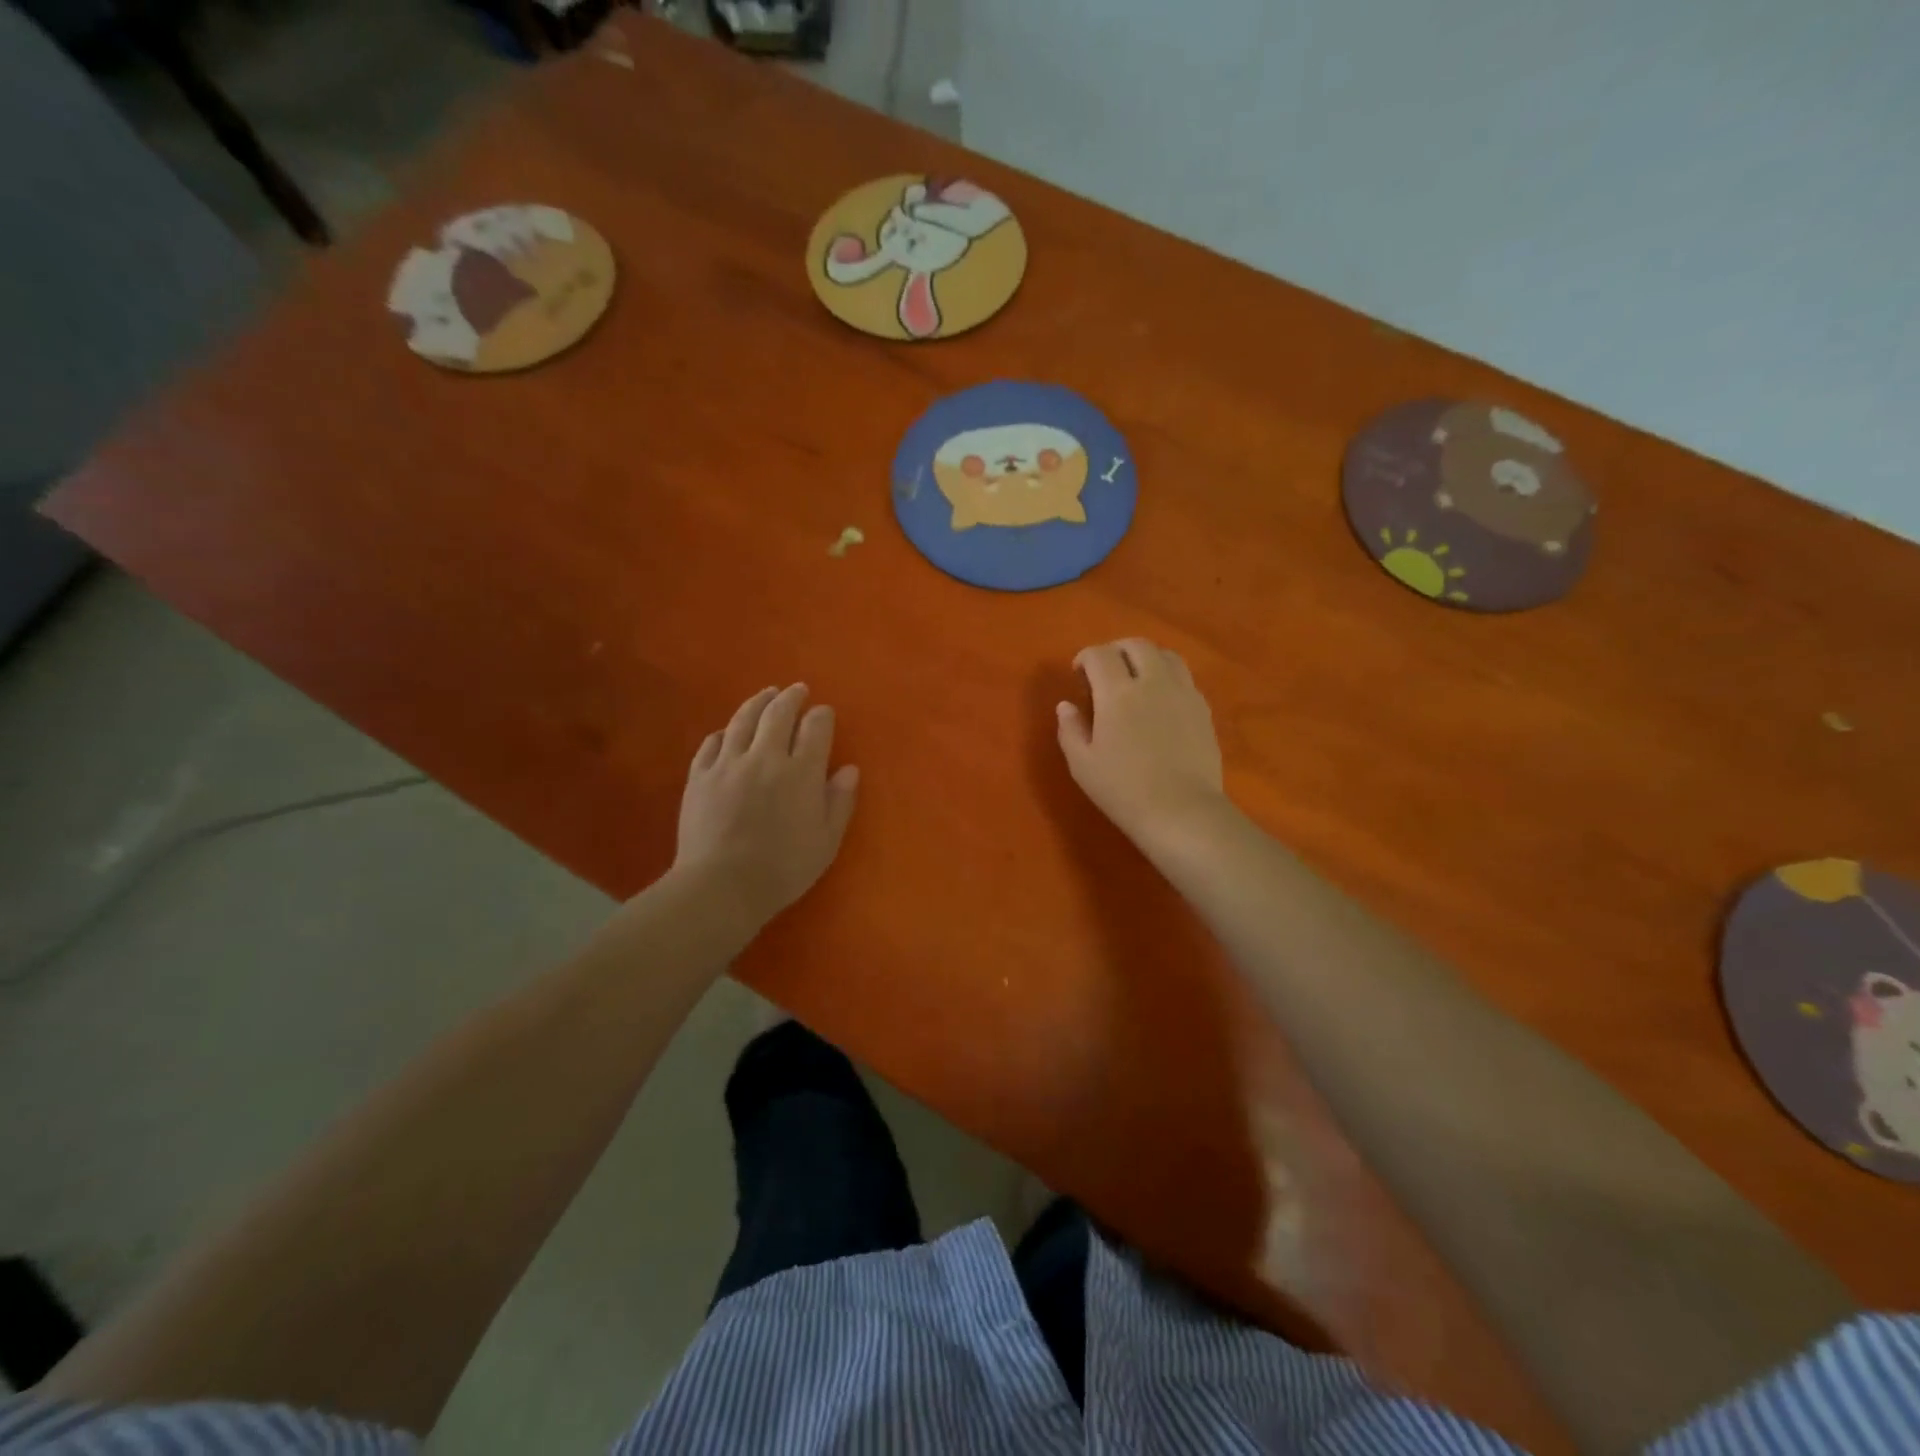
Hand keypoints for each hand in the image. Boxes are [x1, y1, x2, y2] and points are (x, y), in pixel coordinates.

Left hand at [675, 684, 859, 929]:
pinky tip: (728, 731)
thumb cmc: (783, 869)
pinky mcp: (699, 776)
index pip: (815, 728)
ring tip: (766, 694)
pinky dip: (725, 731)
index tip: (824, 713)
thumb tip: (848, 768)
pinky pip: (712, 743)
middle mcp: (765, 757)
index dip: (821, 716)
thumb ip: (839, 802)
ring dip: (758, 702)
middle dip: (791, 697)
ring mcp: (728, 763)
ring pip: (743, 719)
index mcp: (801, 772)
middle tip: (797, 690)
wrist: (720, 887)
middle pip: (778, 713)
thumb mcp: (826, 842)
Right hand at [1056, 639, 1227, 852]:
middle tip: (1106, 671)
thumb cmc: (1124, 790)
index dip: (1085, 657)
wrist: (1182, 811)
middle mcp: (1153, 682)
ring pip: (1166, 655)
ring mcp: (1183, 692)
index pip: (1099, 655)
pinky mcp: (1202, 709)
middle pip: (1136, 645)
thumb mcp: (1082, 765)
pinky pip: (1184, 678)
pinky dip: (1167, 677)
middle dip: (1116, 650)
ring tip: (1137, 678)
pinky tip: (1160, 701)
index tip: (1079, 673)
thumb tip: (1066, 705)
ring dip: (1146, 658)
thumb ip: (1070, 729)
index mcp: (1117, 693)